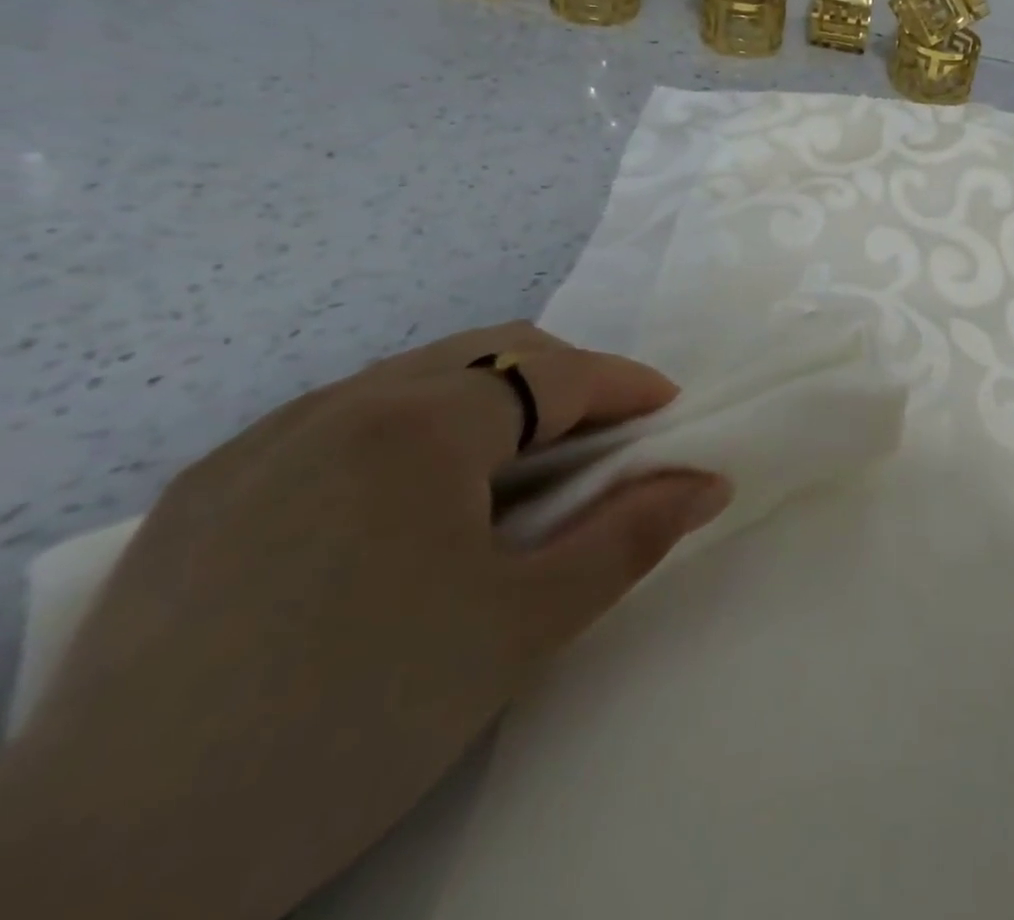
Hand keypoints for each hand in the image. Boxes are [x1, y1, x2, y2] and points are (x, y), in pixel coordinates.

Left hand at [0, 323, 728, 919]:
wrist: (96, 877)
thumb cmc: (358, 719)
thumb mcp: (525, 624)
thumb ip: (632, 536)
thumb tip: (710, 483)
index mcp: (420, 422)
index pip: (556, 373)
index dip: (627, 385)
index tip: (669, 411)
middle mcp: (341, 403)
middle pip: (490, 353)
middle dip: (565, 381)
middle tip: (603, 441)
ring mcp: (262, 441)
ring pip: (415, 378)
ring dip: (489, 402)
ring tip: (515, 472)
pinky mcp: (205, 490)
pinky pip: (342, 418)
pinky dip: (412, 430)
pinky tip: (407, 505)